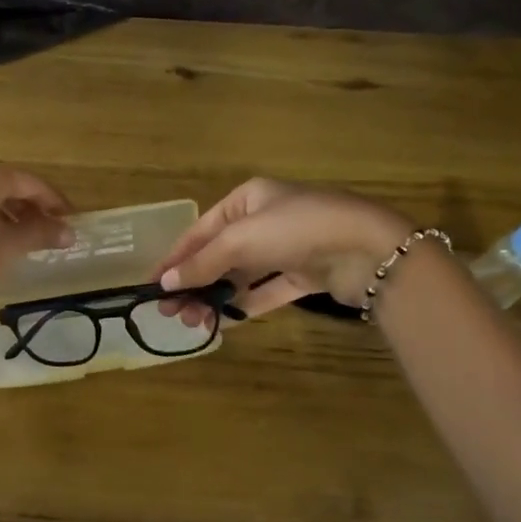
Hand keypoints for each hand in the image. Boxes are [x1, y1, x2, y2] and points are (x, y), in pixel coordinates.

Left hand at [0, 162, 73, 330]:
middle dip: (27, 207)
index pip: (28, 182)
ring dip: (4, 215)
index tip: (69, 219)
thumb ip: (41, 233)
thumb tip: (68, 232)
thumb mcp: (10, 246)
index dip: (53, 201)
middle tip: (46, 230)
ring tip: (20, 239)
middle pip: (2, 186)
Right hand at [154, 178, 414, 323]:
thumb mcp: (239, 240)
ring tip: (195, 322)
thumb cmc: (296, 229)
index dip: (175, 258)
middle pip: (218, 255)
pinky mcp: (305, 273)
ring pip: (241, 275)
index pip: (200, 231)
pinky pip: (267, 290)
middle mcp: (264, 219)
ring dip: (215, 297)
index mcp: (246, 199)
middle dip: (194, 283)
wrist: (368, 248)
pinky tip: (225, 322)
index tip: (152, 285)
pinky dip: (245, 304)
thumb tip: (166, 283)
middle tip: (172, 313)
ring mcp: (286, 247)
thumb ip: (201, 263)